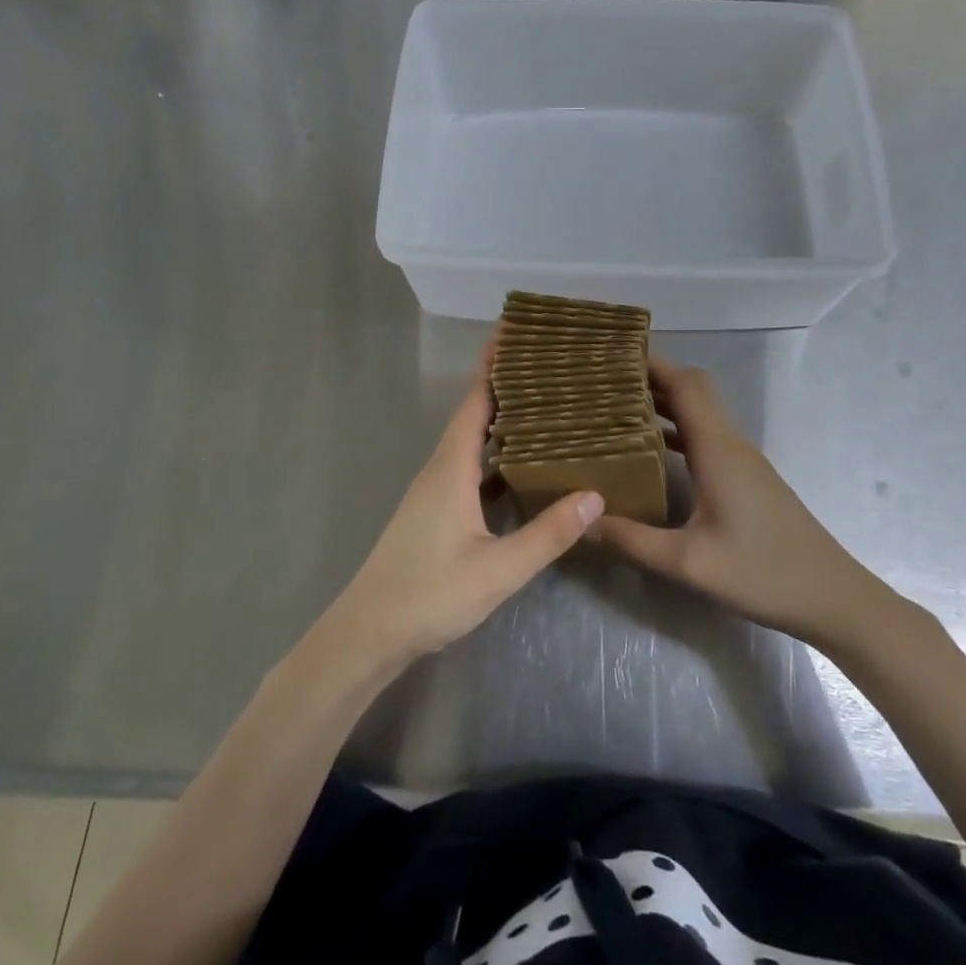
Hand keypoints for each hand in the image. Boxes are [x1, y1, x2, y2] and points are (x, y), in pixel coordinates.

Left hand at [319, 347, 603, 671]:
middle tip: (548, 364)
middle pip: (475, 411)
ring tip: (545, 405)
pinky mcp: (437, 509)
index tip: (518, 332)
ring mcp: (436, 489)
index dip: (495, 364)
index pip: (476, 400)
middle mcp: (441, 467)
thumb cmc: (429, 594)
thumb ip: (547, 534)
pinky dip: (497, 455)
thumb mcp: (498, 569)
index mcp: (451, 467)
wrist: (370, 632)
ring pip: (473, 440)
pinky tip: (524, 465)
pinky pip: (472, 466)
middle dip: (506, 383)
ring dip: (503, 418)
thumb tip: (596, 494)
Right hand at [590, 358, 868, 647]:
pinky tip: (652, 452)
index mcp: (718, 449)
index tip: (613, 357)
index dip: (652, 364)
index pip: (685, 384)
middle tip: (606, 383)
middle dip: (652, 378)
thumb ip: (632, 541)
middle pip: (693, 390)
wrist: (832, 597)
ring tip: (618, 409)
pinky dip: (678, 430)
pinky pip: (707, 437)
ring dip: (665, 403)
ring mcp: (742, 461)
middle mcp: (731, 444)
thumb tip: (583, 522)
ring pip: (701, 413)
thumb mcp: (689, 563)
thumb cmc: (762, 573)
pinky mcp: (747, 478)